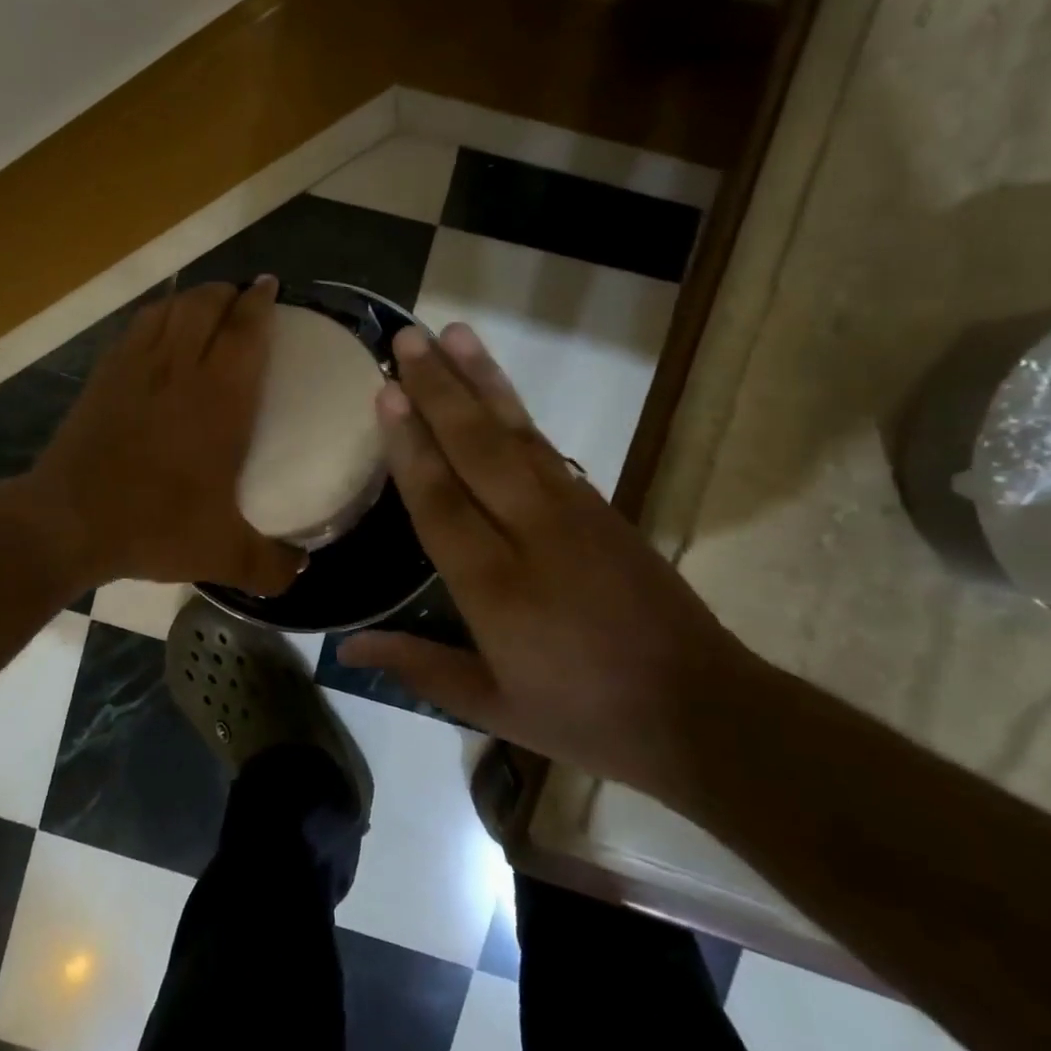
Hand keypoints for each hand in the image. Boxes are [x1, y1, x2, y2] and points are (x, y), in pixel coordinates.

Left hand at [30, 278, 306, 595]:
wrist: (68, 521)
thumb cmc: (153, 525)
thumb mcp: (222, 554)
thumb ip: (269, 565)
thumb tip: (301, 573)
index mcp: (219, 397)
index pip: (246, 329)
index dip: (260, 302)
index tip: (271, 288)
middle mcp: (180, 368)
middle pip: (206, 304)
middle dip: (229, 292)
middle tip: (244, 300)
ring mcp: (136, 366)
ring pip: (169, 308)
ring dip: (193, 298)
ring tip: (207, 307)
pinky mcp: (103, 375)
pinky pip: (137, 327)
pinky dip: (157, 316)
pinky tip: (160, 329)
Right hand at [338, 322, 756, 790]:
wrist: (704, 712)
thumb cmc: (586, 716)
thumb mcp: (494, 706)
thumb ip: (418, 666)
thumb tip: (345, 646)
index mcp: (496, 587)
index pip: (440, 500)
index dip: (409, 444)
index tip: (385, 392)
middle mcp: (531, 534)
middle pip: (476, 448)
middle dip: (439, 389)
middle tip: (408, 337)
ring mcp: (574, 513)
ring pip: (516, 434)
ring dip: (481, 380)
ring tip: (453, 334)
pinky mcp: (601, 507)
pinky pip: (547, 447)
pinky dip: (516, 411)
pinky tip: (496, 389)